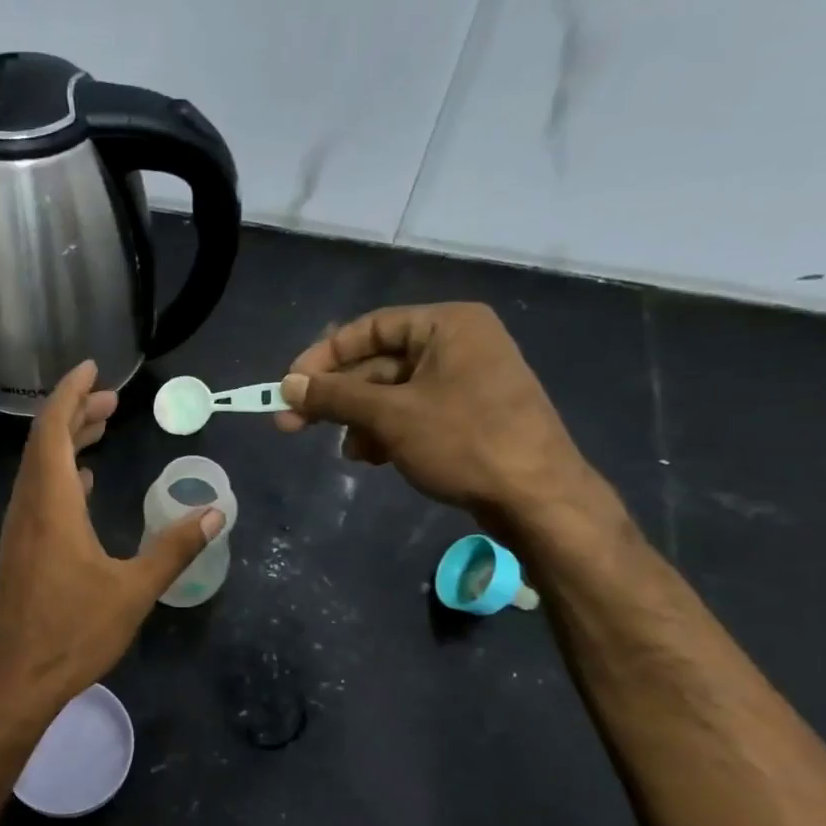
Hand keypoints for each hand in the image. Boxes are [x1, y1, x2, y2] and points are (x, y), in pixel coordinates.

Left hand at [0, 361, 221, 726]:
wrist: (16, 679)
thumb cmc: (73, 632)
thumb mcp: (133, 590)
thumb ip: (173, 548)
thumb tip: (216, 512)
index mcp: (51, 504)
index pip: (54, 430)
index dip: (70, 393)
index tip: (91, 367)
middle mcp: (28, 506)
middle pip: (45, 442)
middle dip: (75, 412)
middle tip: (111, 399)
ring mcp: (19, 528)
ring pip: (39, 468)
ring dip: (67, 442)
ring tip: (101, 428)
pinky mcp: (20, 549)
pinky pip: (38, 493)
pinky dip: (61, 475)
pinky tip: (83, 484)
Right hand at [275, 304, 597, 529]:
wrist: (538, 499)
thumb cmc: (464, 442)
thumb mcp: (391, 416)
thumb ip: (335, 396)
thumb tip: (287, 385)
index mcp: (448, 326)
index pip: (370, 328)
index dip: (324, 356)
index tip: (289, 386)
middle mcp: (459, 344)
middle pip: (378, 363)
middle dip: (337, 397)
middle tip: (291, 424)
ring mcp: (466, 382)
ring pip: (392, 394)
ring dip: (360, 420)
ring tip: (349, 452)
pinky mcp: (469, 416)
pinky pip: (413, 414)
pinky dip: (387, 432)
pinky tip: (373, 458)